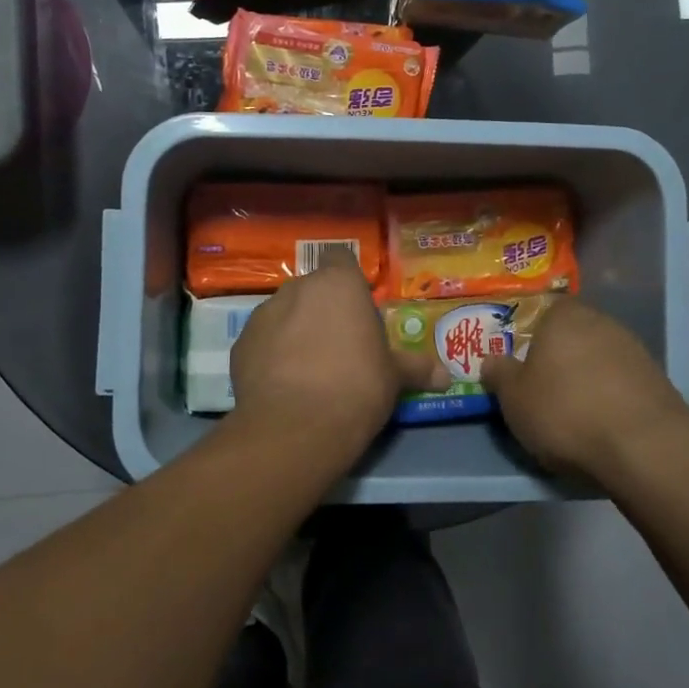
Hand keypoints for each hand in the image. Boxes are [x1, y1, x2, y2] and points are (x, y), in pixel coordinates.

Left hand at [229, 252, 445, 461]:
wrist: (296, 427)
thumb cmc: (357, 387)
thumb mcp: (393, 377)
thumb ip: (416, 368)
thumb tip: (447, 376)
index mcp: (339, 284)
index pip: (342, 260)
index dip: (349, 282)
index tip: (358, 309)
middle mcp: (298, 288)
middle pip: (313, 289)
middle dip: (323, 309)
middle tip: (339, 343)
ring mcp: (264, 314)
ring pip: (284, 313)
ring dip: (295, 330)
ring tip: (308, 367)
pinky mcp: (240, 344)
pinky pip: (262, 341)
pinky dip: (271, 354)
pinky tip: (283, 383)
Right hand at [481, 298, 688, 478]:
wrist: (644, 447)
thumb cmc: (565, 411)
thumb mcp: (513, 398)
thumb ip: (499, 374)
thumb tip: (492, 361)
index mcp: (563, 316)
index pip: (544, 310)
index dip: (531, 334)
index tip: (521, 359)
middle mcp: (601, 322)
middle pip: (573, 335)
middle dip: (559, 357)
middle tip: (541, 387)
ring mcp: (634, 351)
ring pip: (599, 358)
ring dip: (587, 378)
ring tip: (572, 412)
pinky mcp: (658, 381)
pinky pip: (622, 383)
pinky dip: (610, 398)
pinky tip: (602, 424)